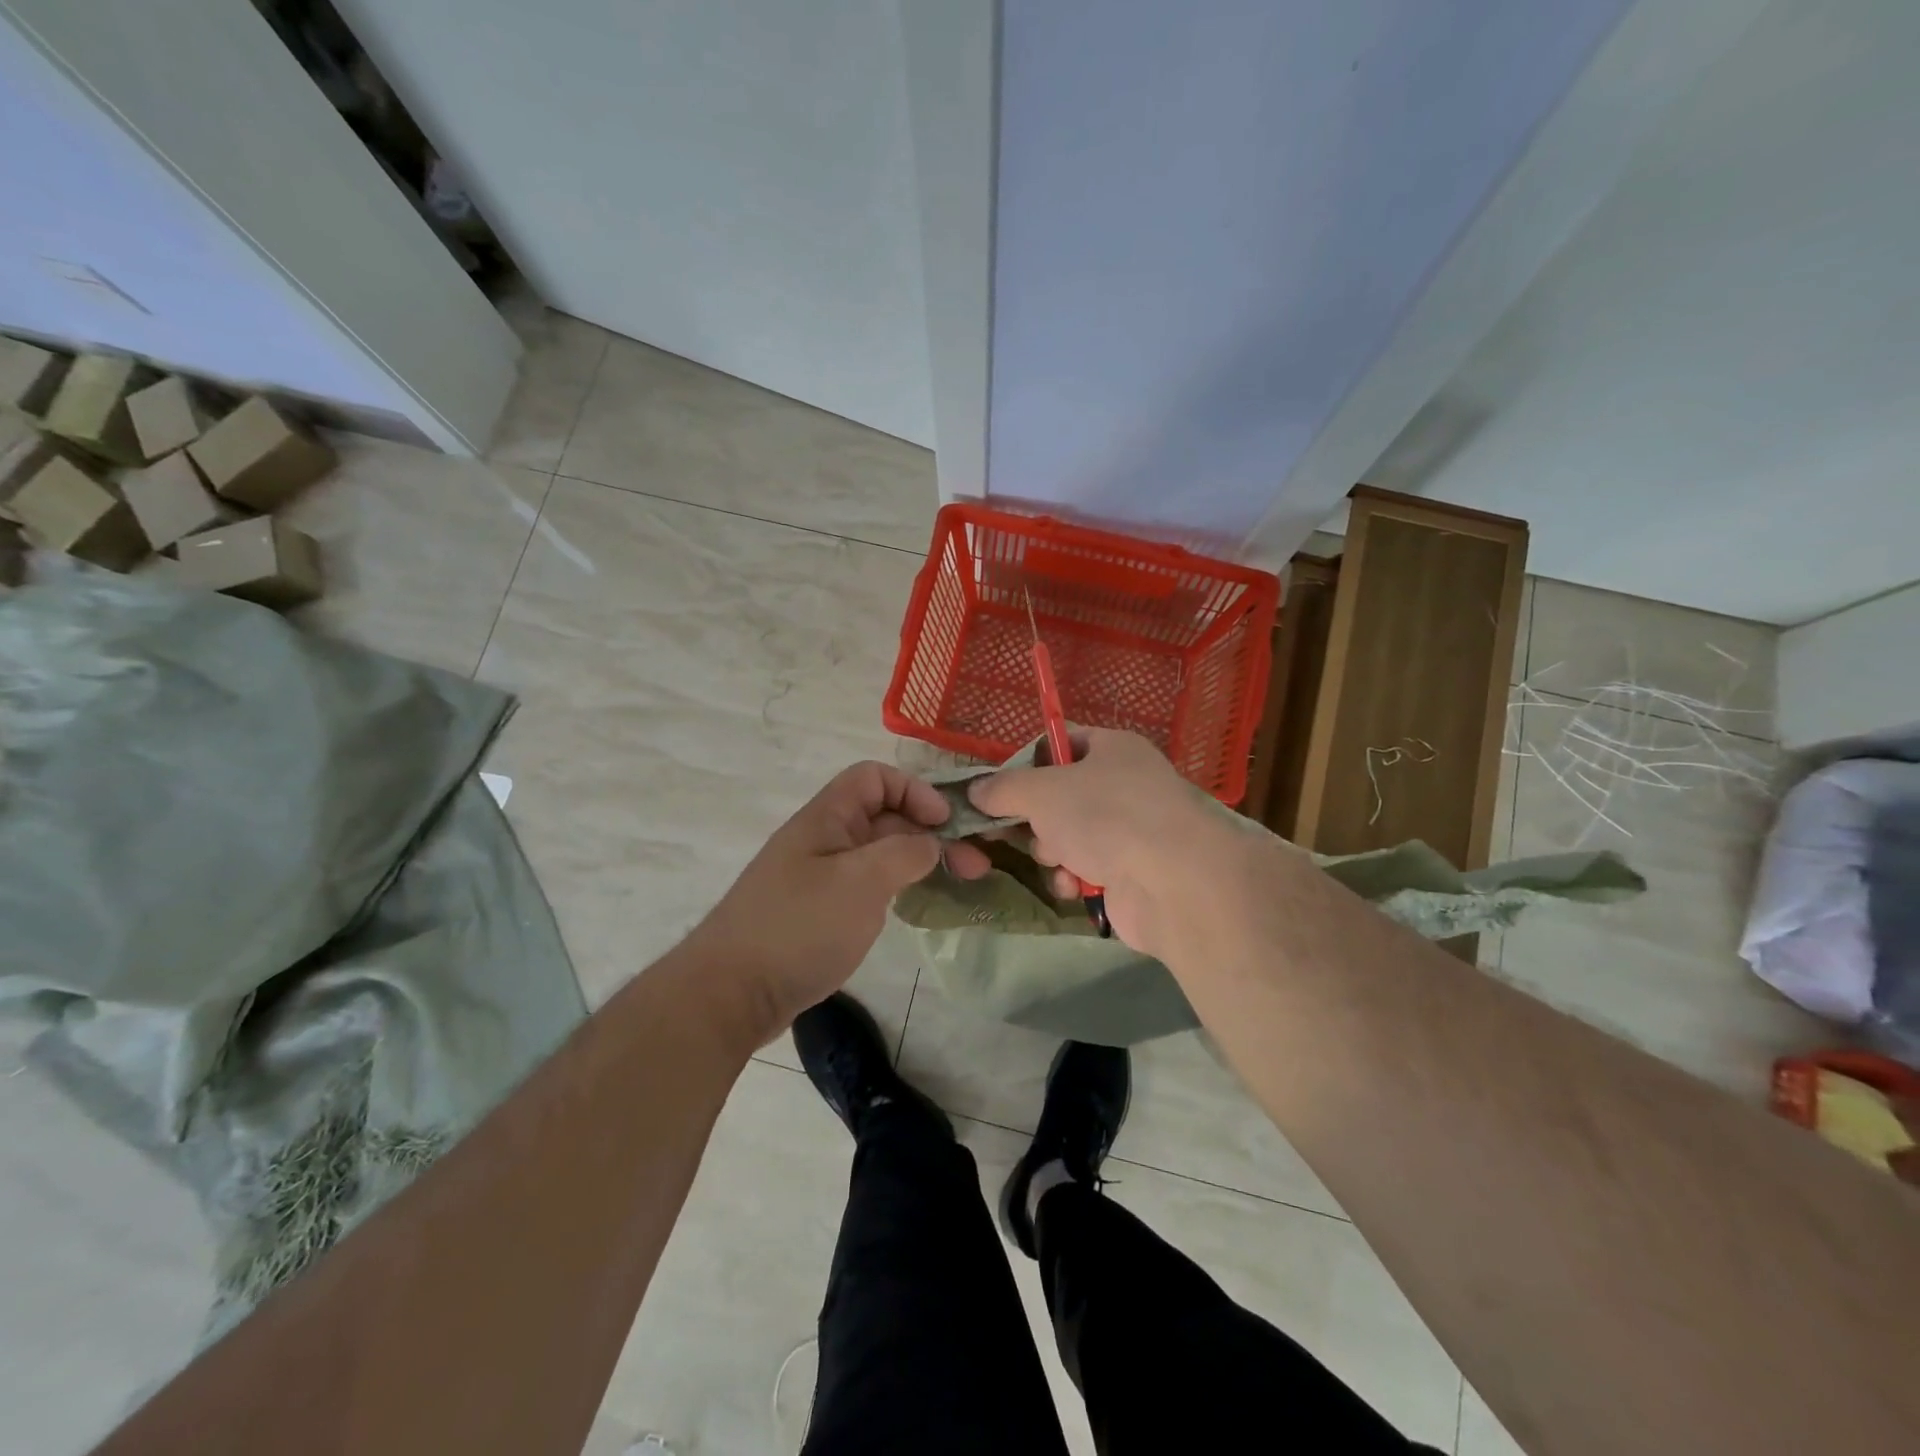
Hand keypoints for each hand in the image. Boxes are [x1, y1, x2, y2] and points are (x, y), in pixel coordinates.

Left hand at [686, 761, 984, 1045]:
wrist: (731, 994)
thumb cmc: (799, 927)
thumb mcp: (861, 881)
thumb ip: (904, 852)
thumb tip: (929, 843)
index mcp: (826, 818)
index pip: (874, 777)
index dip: (914, 791)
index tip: (946, 824)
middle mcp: (823, 840)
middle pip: (884, 816)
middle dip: (930, 831)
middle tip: (975, 864)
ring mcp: (820, 878)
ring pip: (879, 853)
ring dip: (920, 860)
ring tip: (960, 882)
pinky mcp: (820, 913)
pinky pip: (867, 885)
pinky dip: (898, 887)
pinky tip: (917, 905)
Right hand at [968, 728, 1223, 954]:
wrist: (1172, 882)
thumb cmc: (1105, 815)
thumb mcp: (1041, 791)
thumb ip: (1003, 788)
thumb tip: (975, 791)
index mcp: (1113, 748)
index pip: (1061, 742)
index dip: (1028, 761)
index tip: (999, 786)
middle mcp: (1124, 784)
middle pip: (1060, 794)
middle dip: (1036, 816)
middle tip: (1019, 827)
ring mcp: (1130, 830)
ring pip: (1068, 835)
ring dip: (1052, 850)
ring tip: (1058, 858)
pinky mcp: (1131, 871)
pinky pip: (1085, 868)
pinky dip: (1074, 877)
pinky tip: (1074, 884)